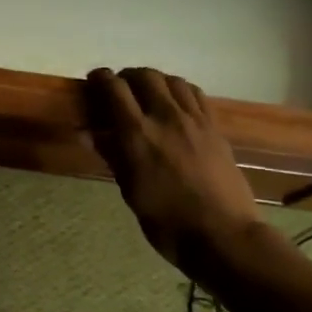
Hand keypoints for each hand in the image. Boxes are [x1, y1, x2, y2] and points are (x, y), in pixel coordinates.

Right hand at [84, 68, 261, 270]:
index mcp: (138, 135)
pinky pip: (195, 95)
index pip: (114, 90)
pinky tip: (176, 103)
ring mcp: (195, 120)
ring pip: (172, 81)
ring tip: (147, 93)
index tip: (93, 80)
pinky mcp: (215, 128)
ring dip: (155, 80)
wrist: (222, 234)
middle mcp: (166, 117)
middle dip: (127, 76)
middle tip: (119, 88)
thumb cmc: (167, 222)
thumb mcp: (131, 192)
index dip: (101, 79)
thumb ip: (113, 156)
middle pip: (145, 76)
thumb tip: (90, 134)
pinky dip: (179, 90)